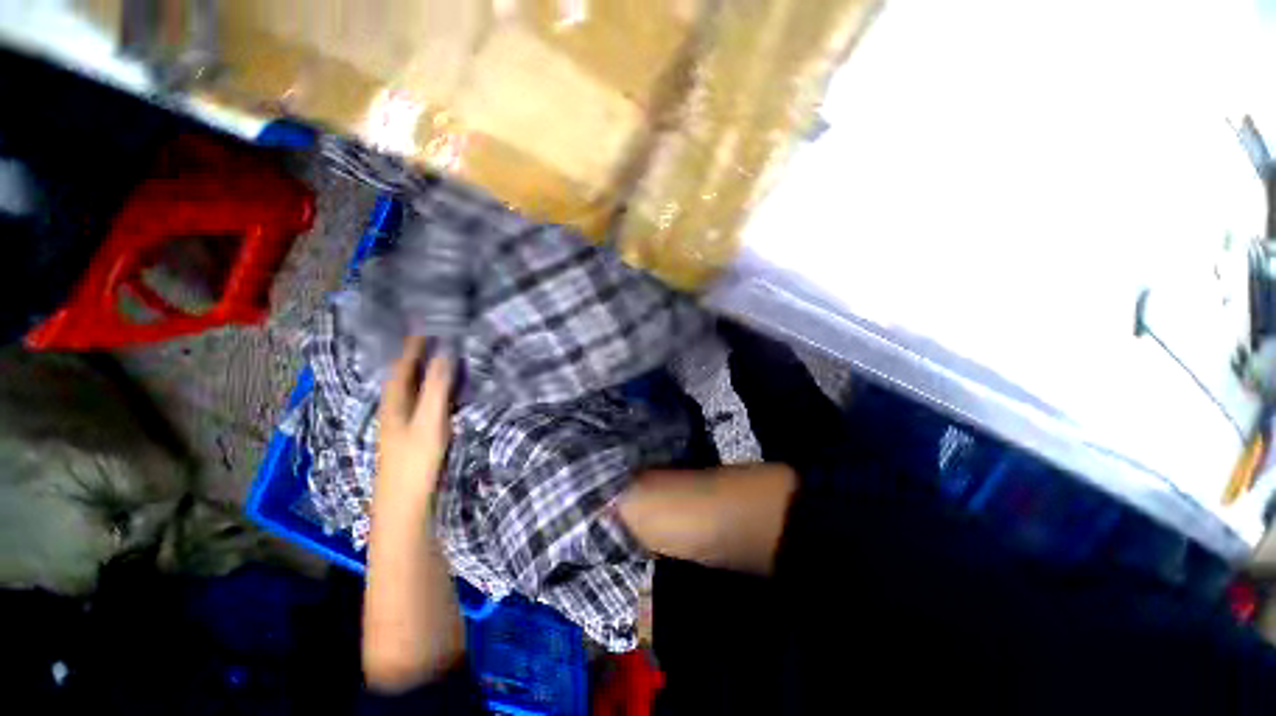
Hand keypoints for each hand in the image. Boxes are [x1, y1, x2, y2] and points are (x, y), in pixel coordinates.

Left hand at [377, 336, 454, 508]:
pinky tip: (447, 388)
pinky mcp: (414, 432)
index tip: (428, 323)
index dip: (413, 343)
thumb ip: (436, 387)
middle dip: (420, 353)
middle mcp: (395, 407)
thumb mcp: (428, 421)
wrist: (405, 505)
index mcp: (394, 401)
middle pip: (406, 373)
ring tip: (445, 354)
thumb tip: (445, 352)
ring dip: (427, 369)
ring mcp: (404, 421)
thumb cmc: (414, 461)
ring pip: (414, 387)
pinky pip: (424, 399)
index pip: (402, 363)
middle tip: (441, 335)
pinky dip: (434, 387)